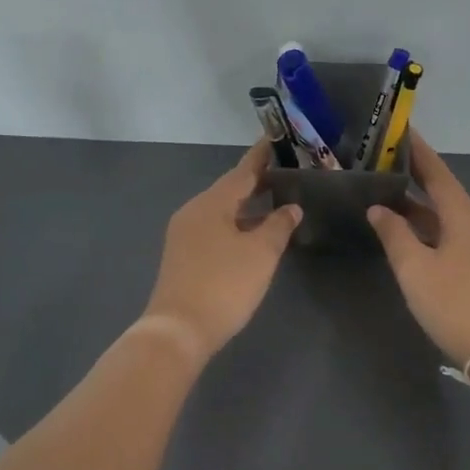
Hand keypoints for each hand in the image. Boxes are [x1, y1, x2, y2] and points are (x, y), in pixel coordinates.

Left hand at [140, 143, 301, 361]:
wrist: (179, 330)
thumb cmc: (224, 285)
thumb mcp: (260, 253)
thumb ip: (278, 226)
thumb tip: (291, 208)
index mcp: (211, 203)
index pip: (242, 171)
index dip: (260, 157)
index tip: (274, 139)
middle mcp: (194, 212)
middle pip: (229, 190)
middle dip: (256, 182)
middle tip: (284, 173)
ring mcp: (184, 235)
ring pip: (221, 211)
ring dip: (247, 207)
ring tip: (274, 202)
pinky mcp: (183, 256)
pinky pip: (214, 229)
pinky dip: (236, 224)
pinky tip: (252, 234)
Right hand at [368, 132, 469, 365]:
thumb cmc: (454, 303)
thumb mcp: (415, 268)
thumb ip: (394, 234)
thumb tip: (379, 209)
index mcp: (464, 215)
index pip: (437, 173)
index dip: (418, 152)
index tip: (402, 131)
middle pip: (444, 193)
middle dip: (415, 178)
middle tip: (384, 164)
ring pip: (447, 216)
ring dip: (420, 207)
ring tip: (387, 196)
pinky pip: (453, 235)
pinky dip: (430, 228)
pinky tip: (410, 234)